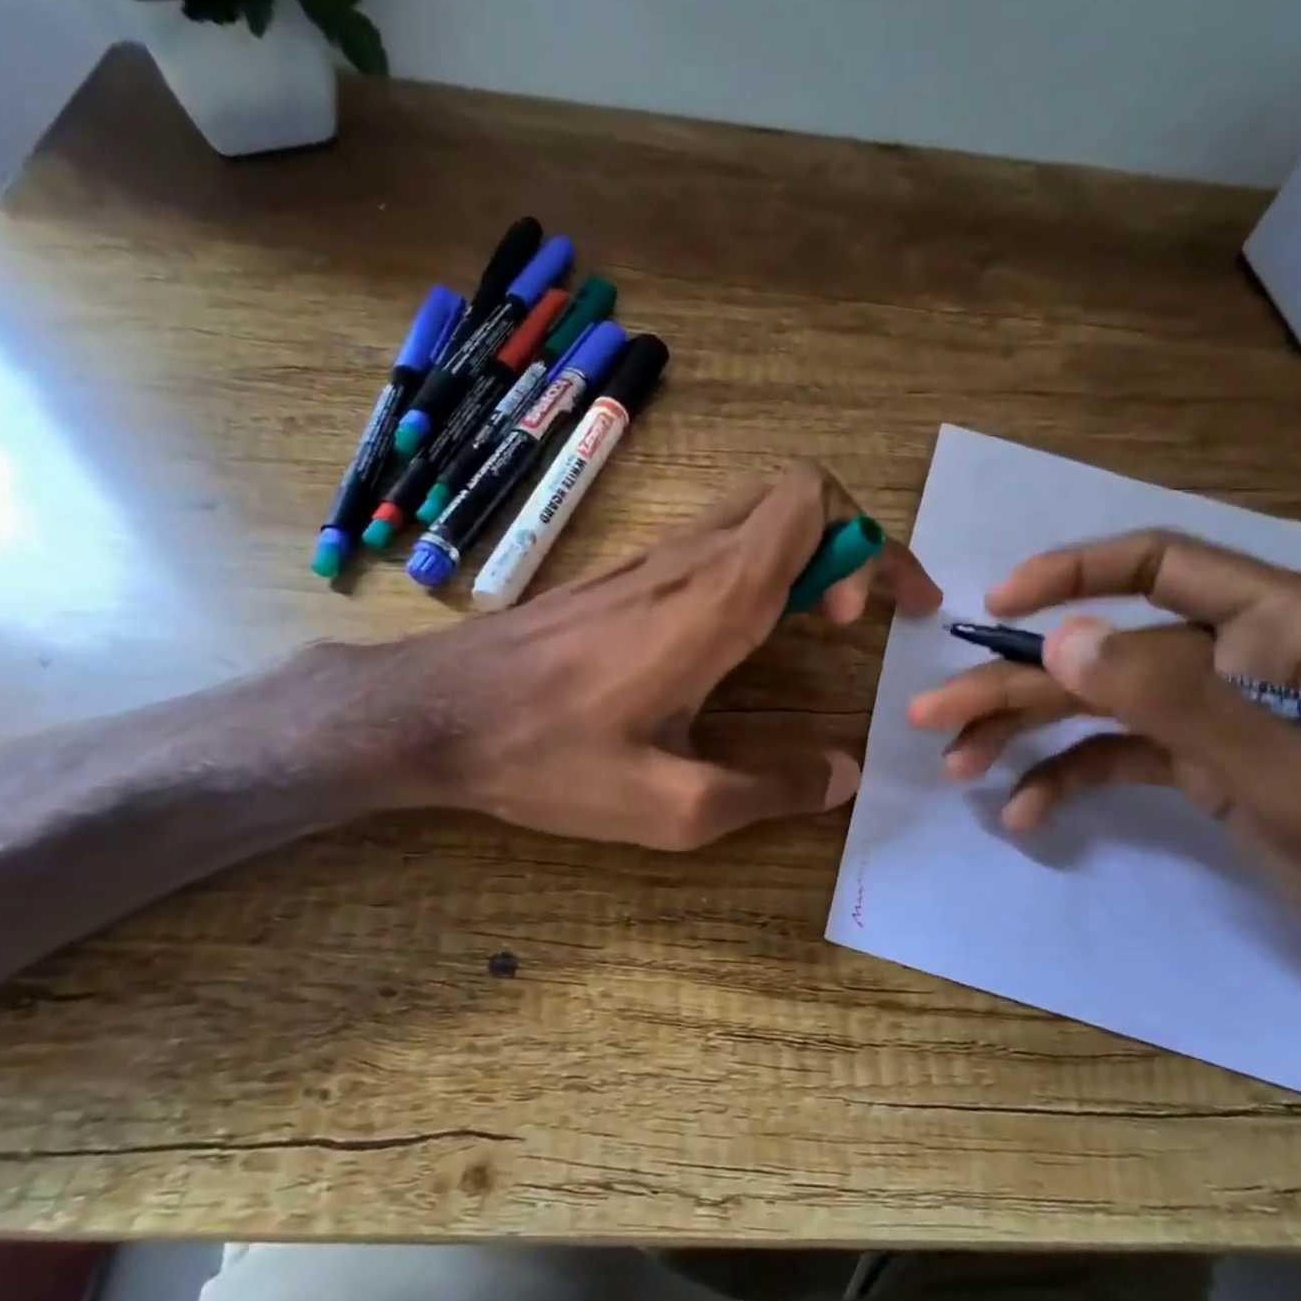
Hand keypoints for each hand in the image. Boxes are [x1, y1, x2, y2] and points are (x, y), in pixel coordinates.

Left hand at [388, 463, 940, 848]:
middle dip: (848, 541)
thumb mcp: (671, 806)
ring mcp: (648, 561)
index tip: (861, 619)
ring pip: (751, 512)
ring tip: (817, 623)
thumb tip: (843, 776)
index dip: (863, 545)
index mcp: (714, 600)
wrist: (437, 715)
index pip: (812, 503)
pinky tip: (742, 632)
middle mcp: (688, 560)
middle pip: (792, 494)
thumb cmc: (550, 757)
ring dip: (803, 552)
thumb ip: (769, 790)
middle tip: (857, 615)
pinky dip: (756, 564)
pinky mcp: (620, 577)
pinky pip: (711, 541)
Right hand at [905, 530, 1300, 1014]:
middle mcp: (1238, 654)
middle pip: (1100, 652)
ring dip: (1023, 734)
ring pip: (1094, 705)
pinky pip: (1114, 755)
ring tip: (957, 768)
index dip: (1070, 576)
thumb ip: (1178, 701)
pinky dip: (1067, 779)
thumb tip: (1062, 642)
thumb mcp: (1291, 777)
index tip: (995, 608)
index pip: (1158, 566)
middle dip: (1014, 686)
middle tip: (931, 715)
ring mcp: (1212, 711)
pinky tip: (1026, 814)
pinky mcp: (1198, 761)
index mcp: (1282, 623)